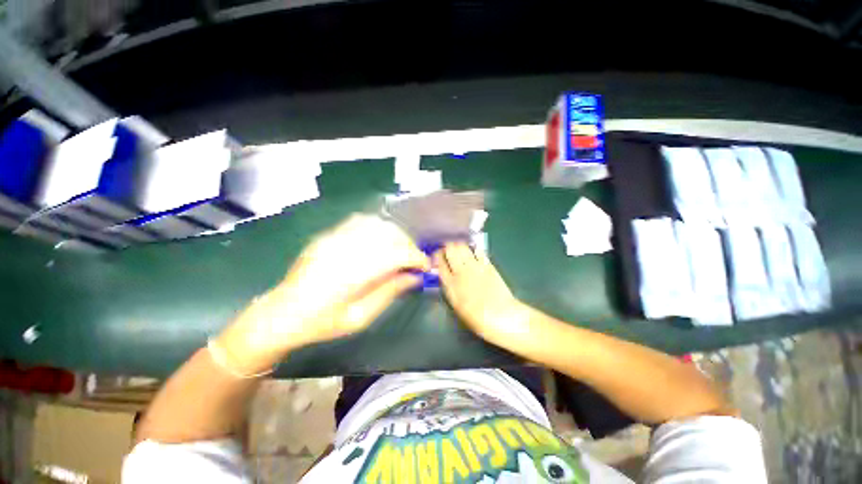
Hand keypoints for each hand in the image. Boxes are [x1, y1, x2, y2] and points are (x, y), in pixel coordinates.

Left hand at [216, 214, 428, 374]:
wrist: (281, 313)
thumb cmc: (321, 323)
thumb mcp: (360, 317)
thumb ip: (390, 292)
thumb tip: (415, 277)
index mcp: (351, 273)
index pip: (395, 254)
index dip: (415, 257)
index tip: (426, 266)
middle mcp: (344, 248)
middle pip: (388, 234)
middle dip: (408, 246)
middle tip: (414, 261)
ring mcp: (333, 237)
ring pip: (377, 224)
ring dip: (395, 235)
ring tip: (399, 251)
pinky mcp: (328, 234)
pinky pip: (360, 221)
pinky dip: (378, 227)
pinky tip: (381, 241)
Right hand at [434, 243, 531, 345]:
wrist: (501, 316)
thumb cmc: (477, 318)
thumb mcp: (457, 306)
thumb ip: (450, 289)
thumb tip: (447, 277)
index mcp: (450, 284)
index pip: (440, 264)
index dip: (437, 257)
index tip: (437, 254)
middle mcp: (460, 271)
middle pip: (450, 250)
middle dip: (447, 246)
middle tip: (448, 248)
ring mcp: (474, 266)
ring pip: (462, 247)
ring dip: (459, 244)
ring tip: (459, 246)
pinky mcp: (487, 264)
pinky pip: (478, 251)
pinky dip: (474, 248)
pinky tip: (473, 250)